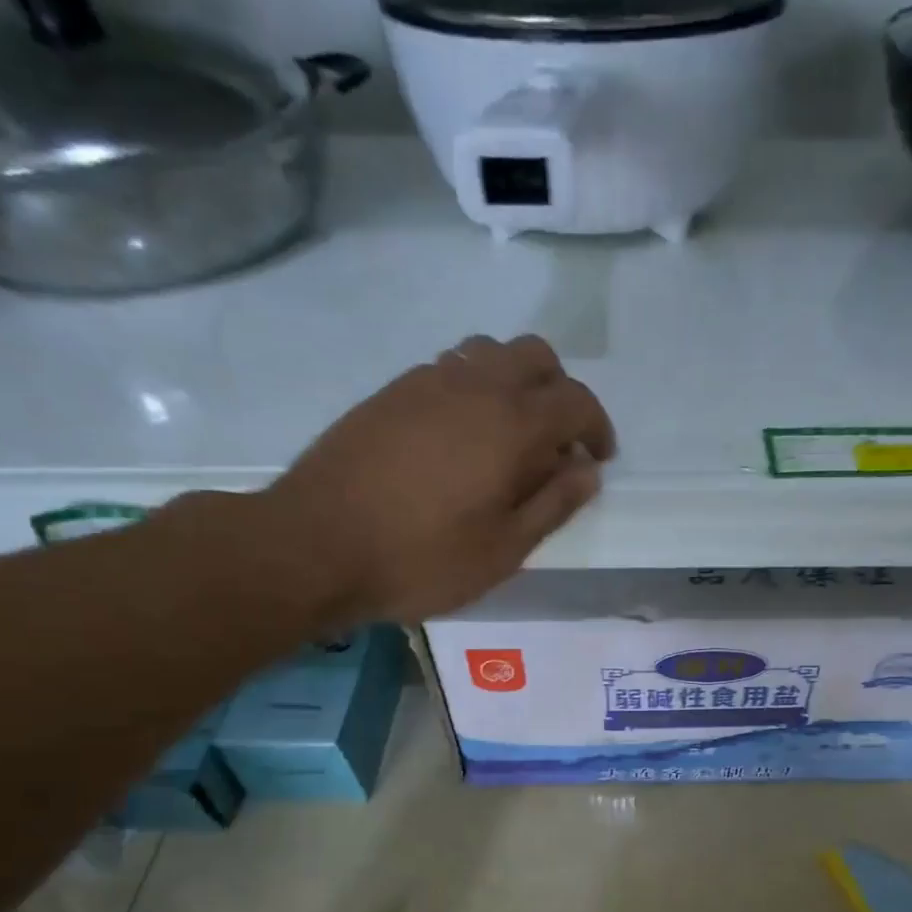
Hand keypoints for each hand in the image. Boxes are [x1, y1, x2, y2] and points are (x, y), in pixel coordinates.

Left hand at [258, 334, 614, 625]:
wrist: (315, 545)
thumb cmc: (421, 558)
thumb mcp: (504, 550)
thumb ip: (553, 505)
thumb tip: (586, 471)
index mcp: (512, 424)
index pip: (576, 401)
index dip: (597, 428)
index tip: (597, 459)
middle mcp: (474, 385)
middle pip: (536, 355)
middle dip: (560, 391)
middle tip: (557, 441)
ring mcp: (426, 381)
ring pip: (489, 352)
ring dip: (514, 382)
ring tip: (509, 434)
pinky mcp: (391, 392)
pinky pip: (449, 368)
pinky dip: (473, 387)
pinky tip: (461, 436)